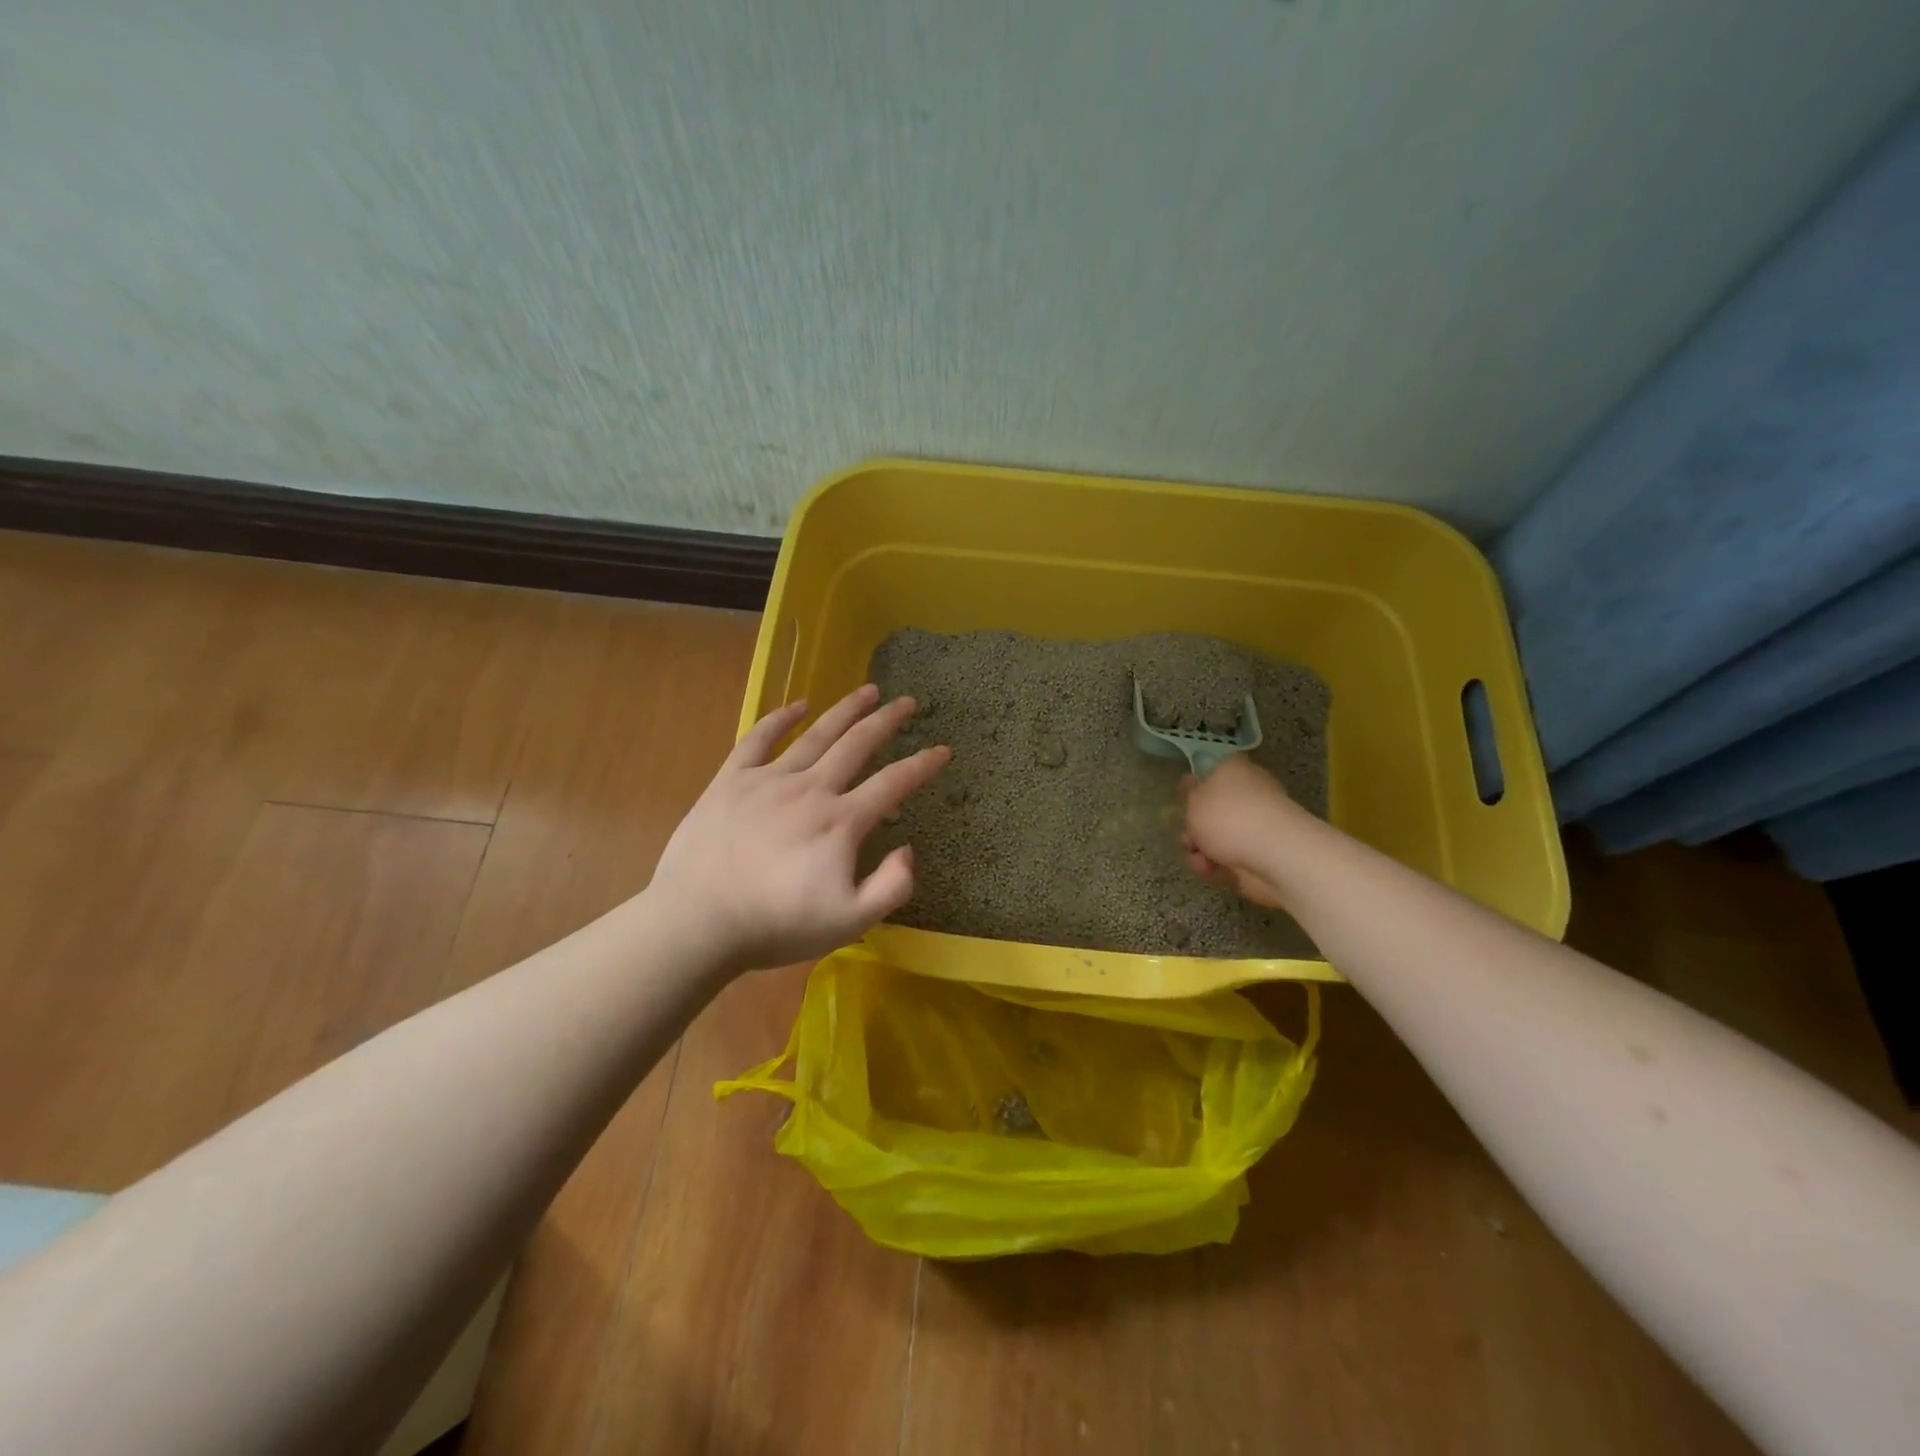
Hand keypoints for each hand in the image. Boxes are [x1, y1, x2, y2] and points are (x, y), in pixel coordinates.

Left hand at [648, 685, 949, 974]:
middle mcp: (811, 789)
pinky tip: (797, 705)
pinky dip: (780, 718)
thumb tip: (906, 847)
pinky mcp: (732, 780)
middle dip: (887, 720)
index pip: (893, 783)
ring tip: (867, 691)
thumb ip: (891, 886)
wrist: (698, 922)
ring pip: (816, 734)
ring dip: (845, 710)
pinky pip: (759, 739)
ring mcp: (769, 780)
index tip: (943, 749)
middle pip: (857, 745)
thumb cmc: (776, 926)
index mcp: (841, 821)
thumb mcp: (850, 922)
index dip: (923, 765)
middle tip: (907, 702)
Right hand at [1179, 755, 1297, 909]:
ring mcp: (1256, 827)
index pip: (1213, 770)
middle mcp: (1248, 794)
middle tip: (1185, 835)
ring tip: (1196, 857)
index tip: (1182, 800)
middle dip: (1195, 826)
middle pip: (1214, 808)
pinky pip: (1229, 858)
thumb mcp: (1194, 799)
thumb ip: (1188, 792)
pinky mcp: (1260, 855)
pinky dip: (1215, 866)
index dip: (1196, 785)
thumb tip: (1191, 782)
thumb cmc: (1227, 816)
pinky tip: (1208, 869)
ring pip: (1218, 837)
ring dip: (1201, 849)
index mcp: (1234, 771)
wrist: (1273, 855)